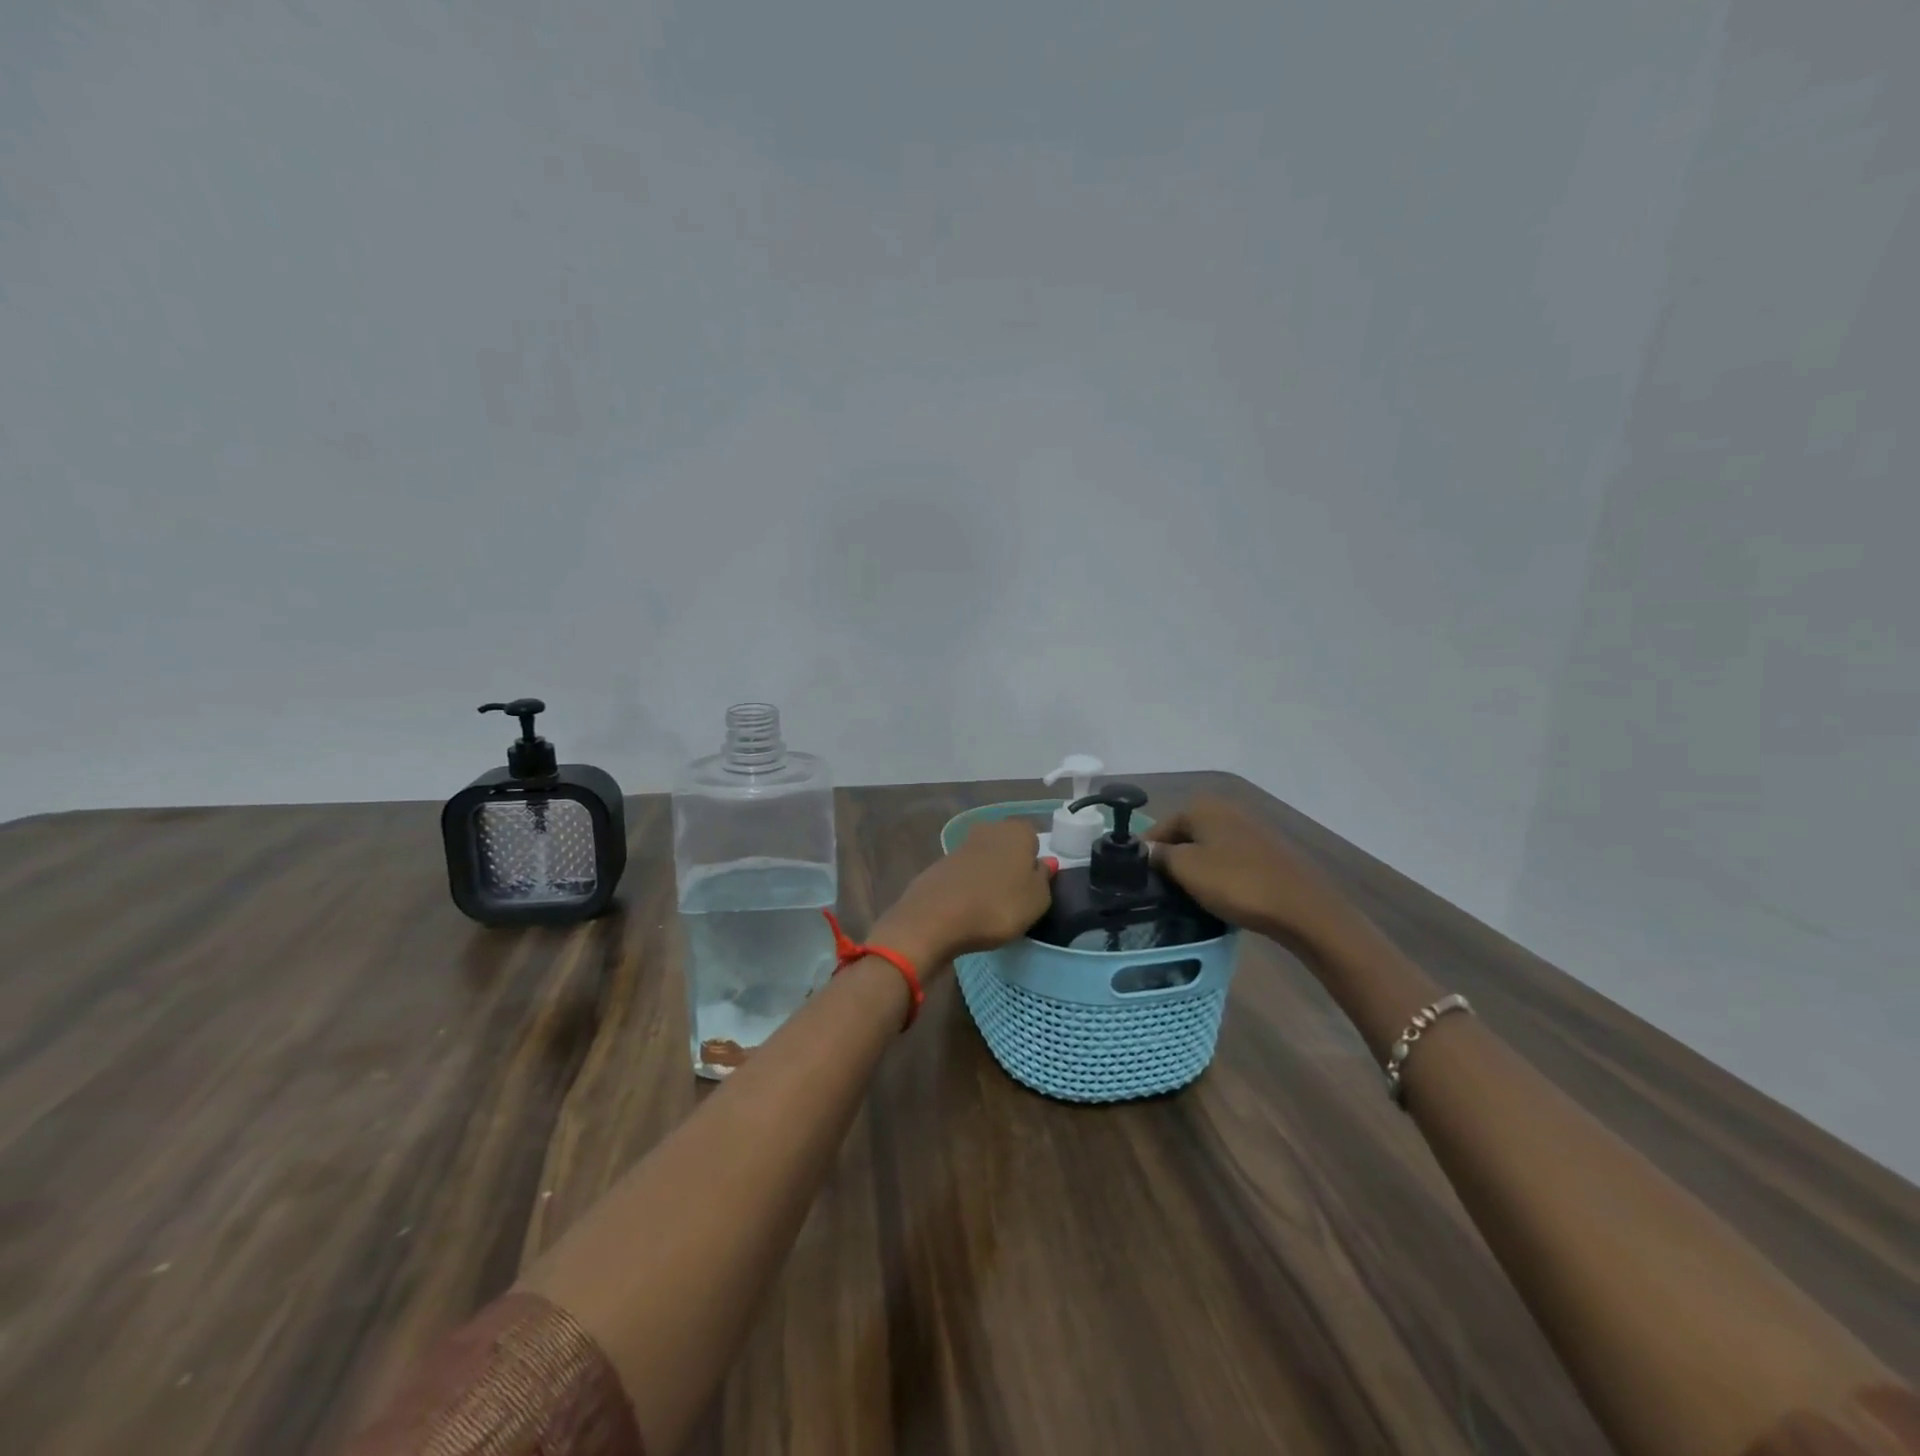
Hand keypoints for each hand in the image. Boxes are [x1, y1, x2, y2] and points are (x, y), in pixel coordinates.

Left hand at [872, 819, 1053, 968]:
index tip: (1033, 886)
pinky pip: (965, 874)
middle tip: (1015, 896)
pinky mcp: (940, 864)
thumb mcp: (1037, 900)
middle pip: (1007, 845)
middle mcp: (988, 829)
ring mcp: (961, 845)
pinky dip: (969, 886)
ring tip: (991, 906)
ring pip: (985, 858)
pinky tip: (968, 907)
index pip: (1033, 838)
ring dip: (989, 876)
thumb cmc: (998, 906)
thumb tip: (1044, 862)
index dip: (1034, 862)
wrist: (935, 917)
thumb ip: (1044, 879)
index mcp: (1017, 831)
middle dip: (1011, 865)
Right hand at [1142, 796, 1355, 954]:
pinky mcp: (1267, 850)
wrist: (1301, 908)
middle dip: (1172, 860)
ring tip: (1188, 895)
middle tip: (1163, 890)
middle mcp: (1225, 809)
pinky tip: (1219, 894)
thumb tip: (1148, 851)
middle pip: (1184, 835)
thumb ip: (1159, 856)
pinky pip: (1229, 858)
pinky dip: (1220, 873)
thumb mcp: (1186, 869)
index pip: (1159, 828)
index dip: (1147, 854)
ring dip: (1196, 868)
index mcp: (1202, 806)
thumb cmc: (1236, 883)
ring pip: (1207, 847)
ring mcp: (1249, 828)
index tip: (1140, 882)